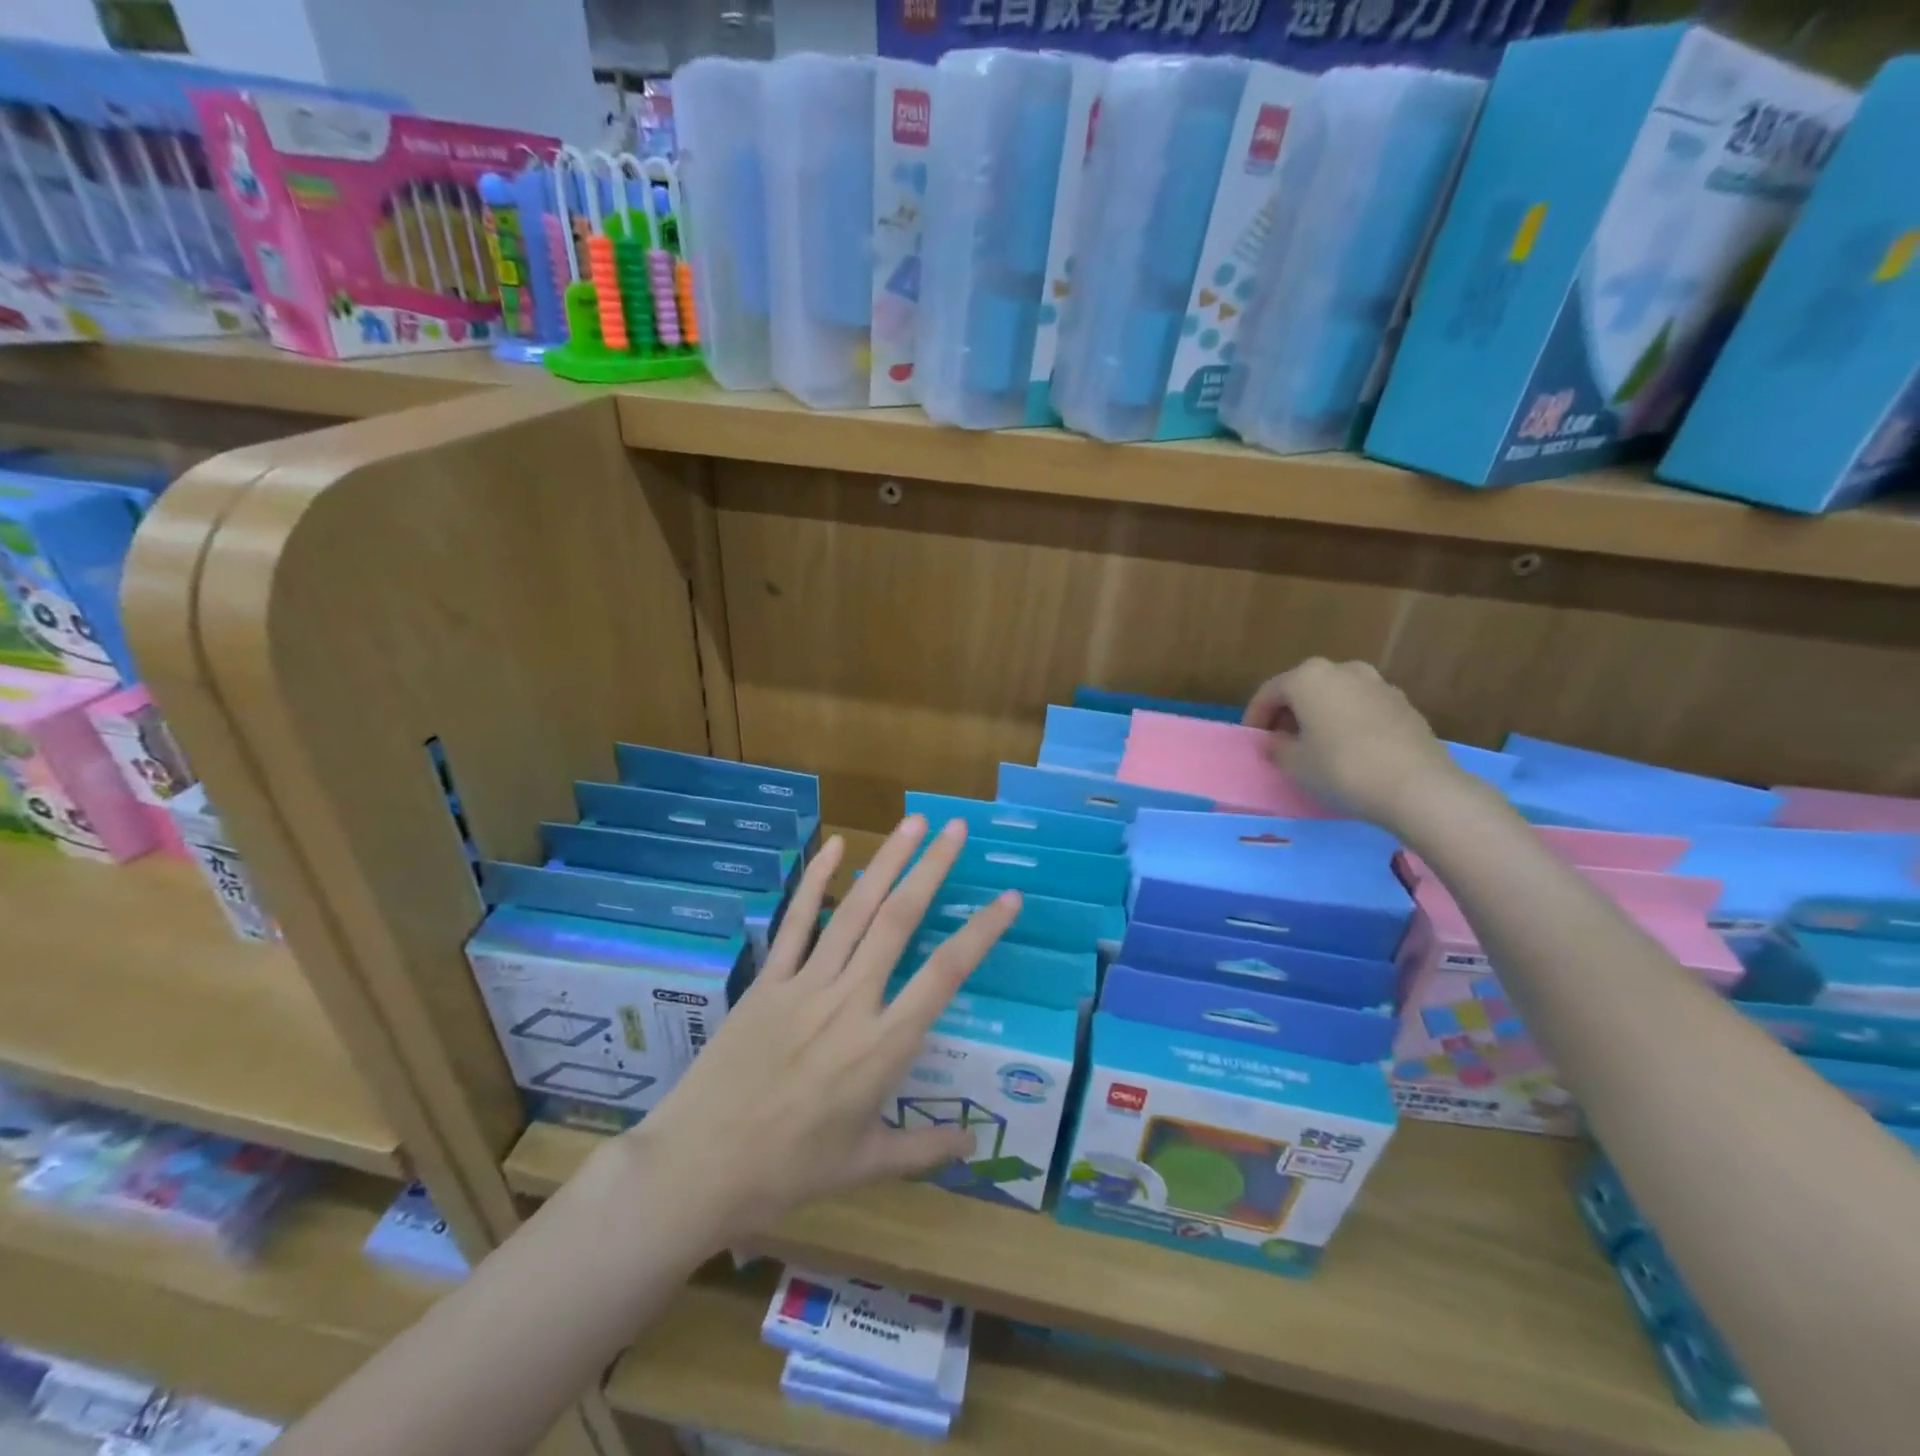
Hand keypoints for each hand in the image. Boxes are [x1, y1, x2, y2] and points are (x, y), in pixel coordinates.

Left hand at [618, 815, 1018, 1248]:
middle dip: (932, 869)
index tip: (1009, 897)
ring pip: (855, 910)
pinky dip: (815, 881)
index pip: (944, 975)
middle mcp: (851, 1001)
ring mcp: (806, 984)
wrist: (698, 1167)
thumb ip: (923, 1150)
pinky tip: (834, 846)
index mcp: (883, 1046)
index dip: (981, 932)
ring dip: (886, 862)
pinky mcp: (769, 980)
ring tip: (914, 823)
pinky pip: (796, 922)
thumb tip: (974, 1142)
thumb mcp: (864, 1166)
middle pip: (899, 921)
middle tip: (958, 829)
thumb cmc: (788, 1171)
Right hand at [1244, 658, 1464, 829]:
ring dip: (1320, 715)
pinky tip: (1349, 750)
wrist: (1417, 786)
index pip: (1269, 693)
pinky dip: (1348, 722)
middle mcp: (1343, 670)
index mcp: (1308, 677)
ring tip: (1316, 745)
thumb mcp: (1294, 764)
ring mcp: (1378, 684)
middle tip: (1281, 741)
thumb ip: (1276, 747)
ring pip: (1335, 696)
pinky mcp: (1404, 705)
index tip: (1252, 741)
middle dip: (1289, 713)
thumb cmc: (1341, 768)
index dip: (1254, 718)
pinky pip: (1362, 708)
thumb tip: (1276, 740)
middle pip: (1304, 688)